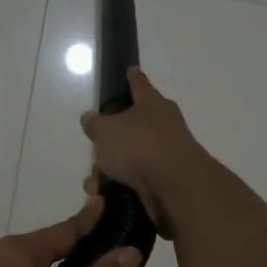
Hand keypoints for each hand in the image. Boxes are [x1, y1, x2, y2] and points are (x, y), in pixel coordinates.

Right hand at [79, 68, 212, 233]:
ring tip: (94, 184)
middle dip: (109, 142)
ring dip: (109, 171)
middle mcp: (163, 125)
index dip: (132, 77)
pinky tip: (105, 196)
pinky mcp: (166, 181)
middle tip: (95, 151)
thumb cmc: (139, 147)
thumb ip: (95, 123)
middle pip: (130, 127)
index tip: (130, 70)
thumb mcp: (105, 130)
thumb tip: (90, 117)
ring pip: (129, 157)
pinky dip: (120, 187)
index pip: (139, 84)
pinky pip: (135, 180)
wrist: (175, 187)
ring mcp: (166, 154)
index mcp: (152, 104)